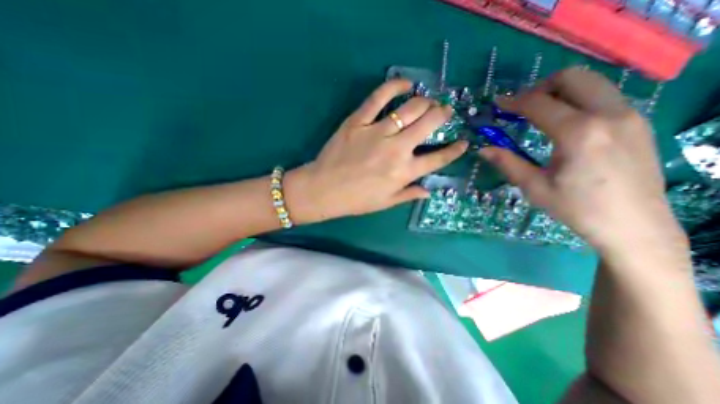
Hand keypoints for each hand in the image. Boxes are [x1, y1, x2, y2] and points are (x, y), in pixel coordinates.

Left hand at [284, 79, 470, 223]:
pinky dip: (395, 86)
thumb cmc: (356, 200)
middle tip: (445, 111)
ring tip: (428, 101)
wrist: (323, 189)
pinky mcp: (358, 121)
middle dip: (443, 114)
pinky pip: (379, 97)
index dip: (455, 150)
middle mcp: (396, 150)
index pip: (438, 159)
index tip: (463, 142)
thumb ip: (409, 194)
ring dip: (425, 102)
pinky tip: (405, 84)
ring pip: (410, 108)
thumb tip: (429, 191)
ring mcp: (377, 132)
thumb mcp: (386, 202)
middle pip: (429, 124)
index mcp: (404, 172)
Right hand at [479, 66, 687, 261]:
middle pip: (572, 78)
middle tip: (521, 107)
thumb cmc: (577, 208)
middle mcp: (609, 114)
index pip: (539, 103)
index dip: (513, 101)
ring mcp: (630, 115)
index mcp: (578, 133)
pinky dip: (578, 100)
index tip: (497, 104)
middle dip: (540, 87)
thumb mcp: (534, 187)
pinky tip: (565, 124)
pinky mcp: (638, 122)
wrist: (635, 226)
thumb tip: (482, 149)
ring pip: (592, 82)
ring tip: (540, 114)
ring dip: (560, 92)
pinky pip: (604, 96)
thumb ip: (508, 163)